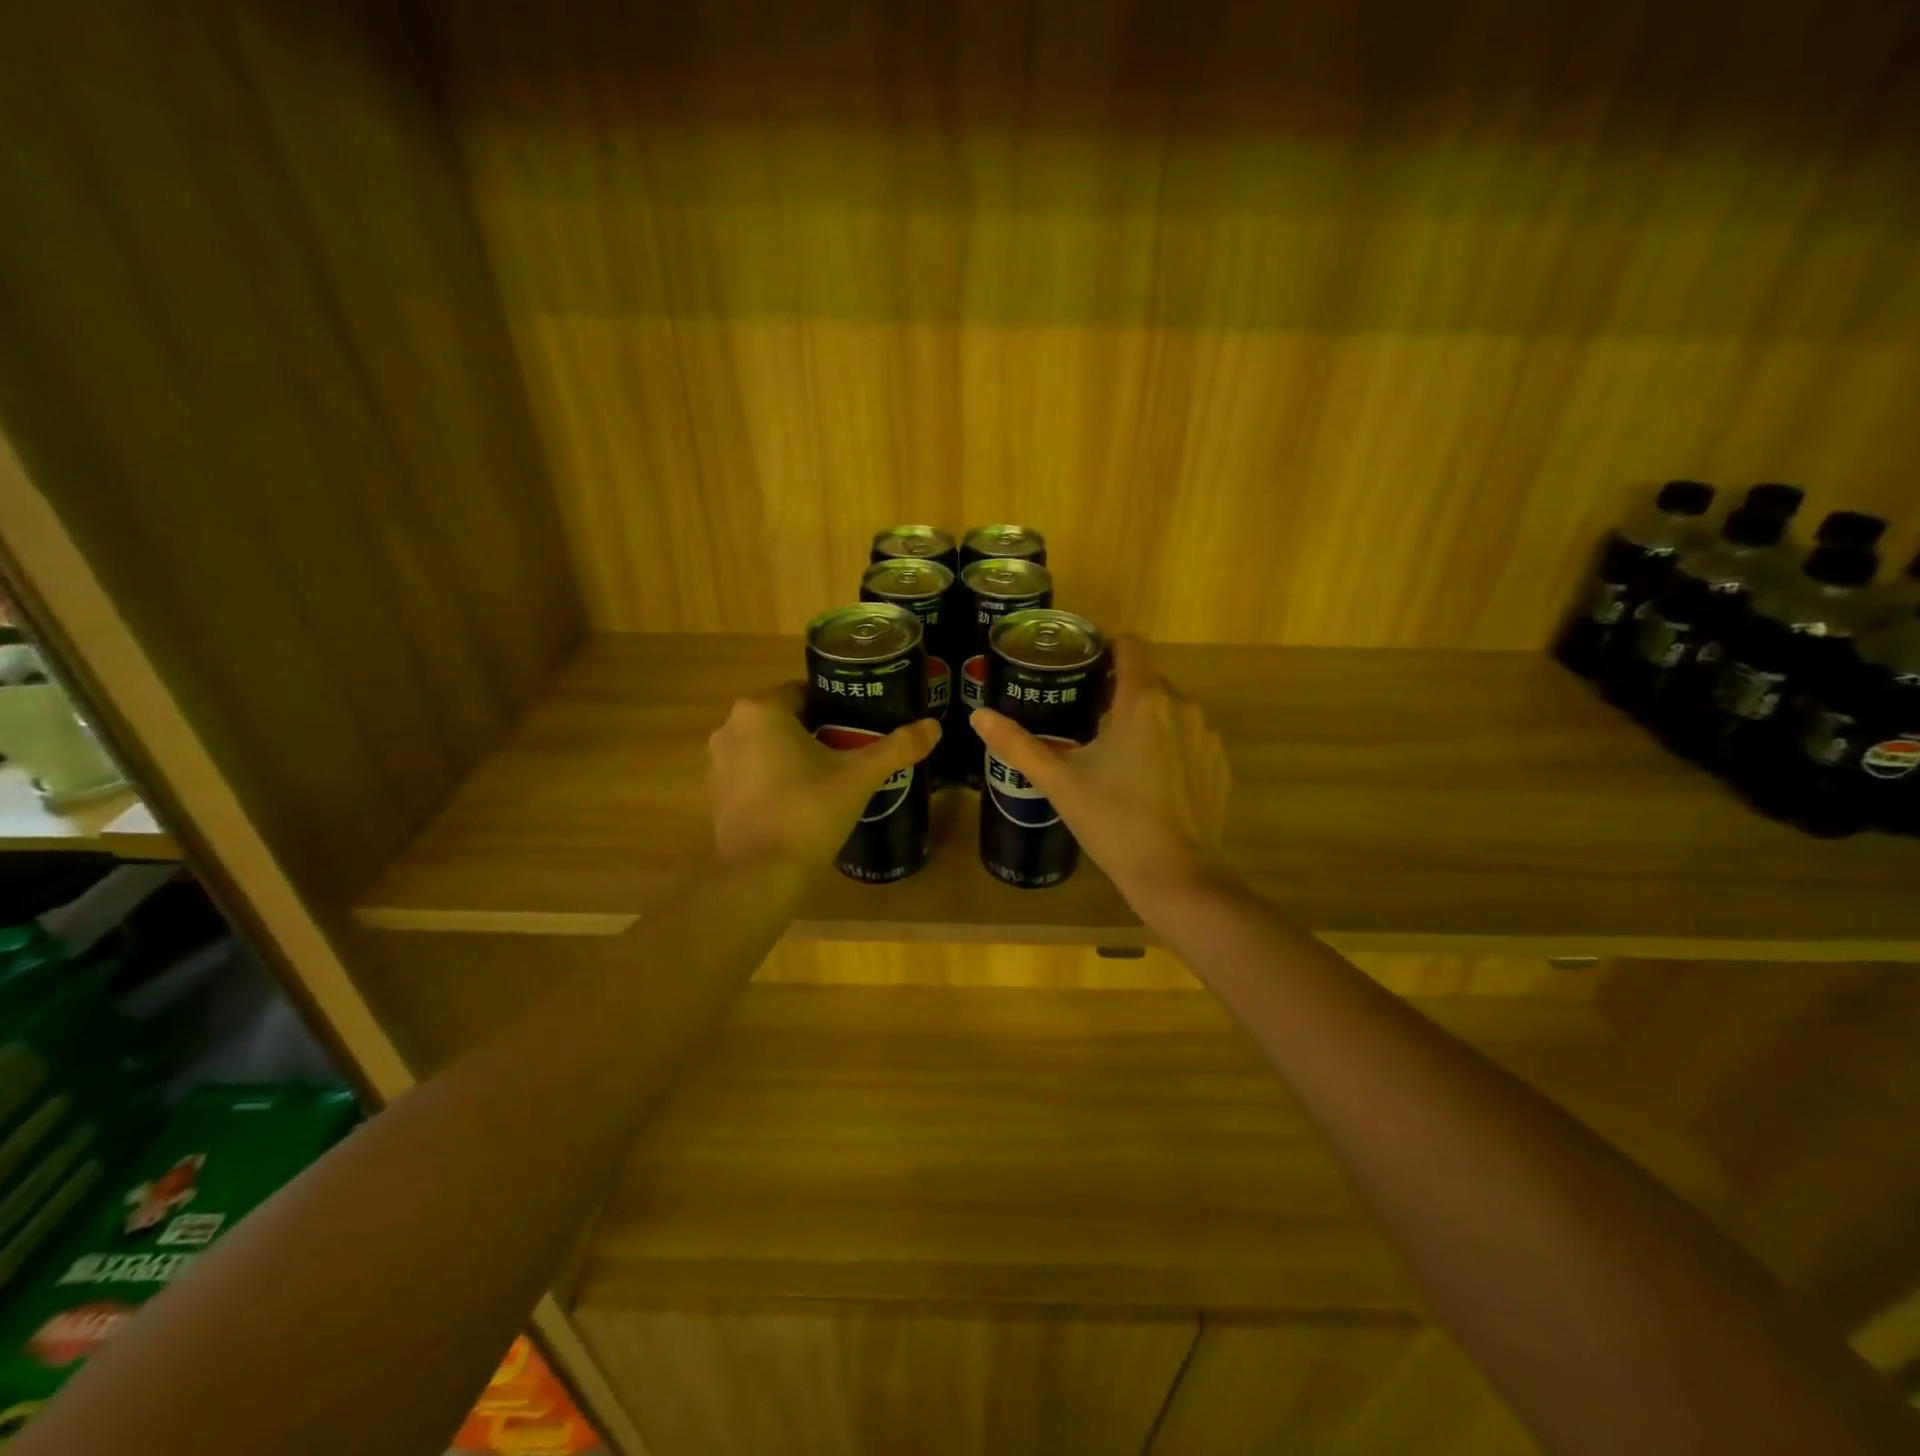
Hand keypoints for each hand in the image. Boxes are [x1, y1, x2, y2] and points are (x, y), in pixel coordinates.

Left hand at [708, 682, 940, 869]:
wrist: (761, 873)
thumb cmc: (809, 811)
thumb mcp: (859, 776)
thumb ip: (897, 747)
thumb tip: (934, 726)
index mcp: (762, 710)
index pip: (805, 692)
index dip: (836, 707)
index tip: (860, 726)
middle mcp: (731, 727)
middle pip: (785, 719)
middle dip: (817, 731)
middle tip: (852, 752)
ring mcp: (717, 762)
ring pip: (767, 746)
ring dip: (793, 755)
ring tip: (830, 777)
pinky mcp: (715, 794)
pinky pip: (752, 773)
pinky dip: (773, 779)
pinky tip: (801, 802)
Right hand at [971, 637, 1229, 903]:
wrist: (1175, 875)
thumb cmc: (1113, 821)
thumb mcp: (1059, 782)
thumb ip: (1017, 744)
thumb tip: (979, 715)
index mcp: (1142, 700)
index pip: (1129, 646)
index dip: (1103, 649)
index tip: (1080, 670)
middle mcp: (1182, 706)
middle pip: (1146, 680)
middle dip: (1117, 693)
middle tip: (1085, 722)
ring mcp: (1206, 736)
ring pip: (1169, 710)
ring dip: (1145, 720)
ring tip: (1116, 754)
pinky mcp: (1218, 764)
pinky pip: (1189, 738)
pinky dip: (1169, 746)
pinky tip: (1149, 781)